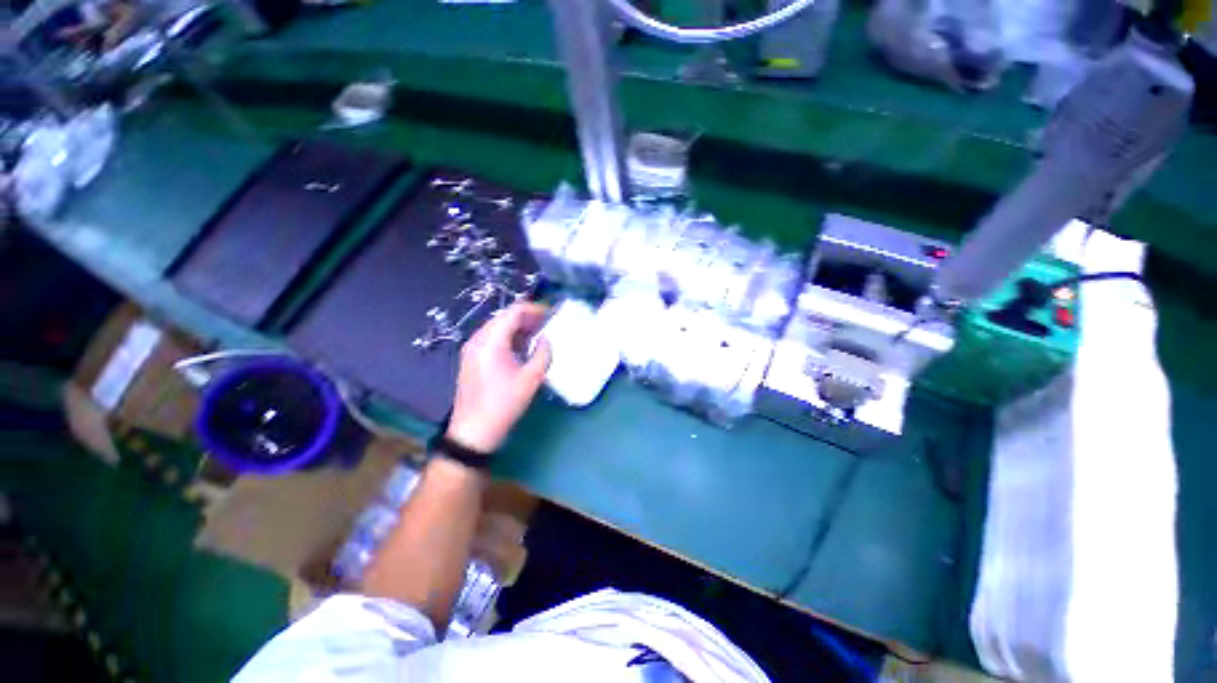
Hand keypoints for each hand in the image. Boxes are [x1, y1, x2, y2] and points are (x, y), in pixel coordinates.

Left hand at [446, 303, 551, 453]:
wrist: (473, 431)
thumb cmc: (503, 404)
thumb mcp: (531, 379)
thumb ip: (543, 354)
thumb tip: (546, 339)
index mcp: (491, 341)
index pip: (513, 312)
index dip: (534, 309)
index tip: (551, 313)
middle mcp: (478, 339)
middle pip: (504, 317)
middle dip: (527, 317)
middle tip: (547, 323)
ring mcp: (472, 349)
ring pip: (497, 327)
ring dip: (518, 327)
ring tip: (539, 334)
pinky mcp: (472, 359)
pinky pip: (492, 339)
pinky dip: (509, 337)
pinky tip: (523, 347)